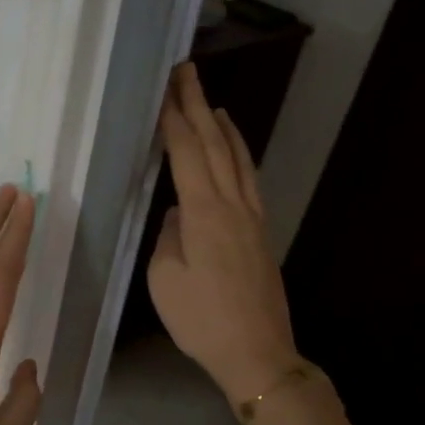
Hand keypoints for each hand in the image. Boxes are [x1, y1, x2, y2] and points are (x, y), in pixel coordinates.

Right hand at [148, 63, 304, 402]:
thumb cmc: (201, 319)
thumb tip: (177, 214)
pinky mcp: (260, 233)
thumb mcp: (165, 279)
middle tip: (187, 73)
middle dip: (198, 106)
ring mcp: (252, 218)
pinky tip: (233, 153)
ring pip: (238, 160)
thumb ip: (168, 238)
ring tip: (212, 102)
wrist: (256, 351)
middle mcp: (232, 205)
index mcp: (204, 213)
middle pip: (215, 146)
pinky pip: (248, 180)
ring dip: (223, 127)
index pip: (187, 154)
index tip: (164, 90)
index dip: (174, 120)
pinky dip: (238, 156)